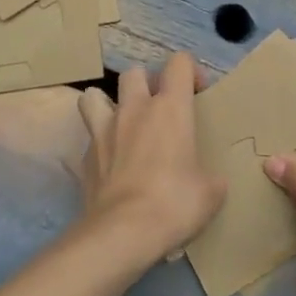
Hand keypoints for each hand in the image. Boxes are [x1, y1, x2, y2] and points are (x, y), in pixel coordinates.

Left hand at [74, 52, 223, 265]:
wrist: (123, 232)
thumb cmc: (174, 203)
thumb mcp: (210, 192)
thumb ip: (210, 176)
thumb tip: (210, 181)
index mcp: (170, 108)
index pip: (179, 63)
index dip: (190, 71)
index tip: (197, 93)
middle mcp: (135, 109)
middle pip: (134, 72)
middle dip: (146, 83)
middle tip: (158, 108)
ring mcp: (104, 131)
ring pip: (94, 96)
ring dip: (107, 104)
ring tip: (120, 123)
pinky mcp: (84, 157)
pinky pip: (90, 138)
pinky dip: (100, 144)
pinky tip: (110, 164)